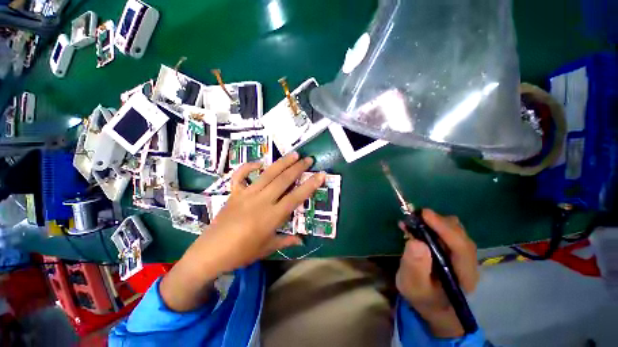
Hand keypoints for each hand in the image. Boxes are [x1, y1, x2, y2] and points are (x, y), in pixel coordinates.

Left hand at [160, 152, 325, 310]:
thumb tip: (301, 240)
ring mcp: (247, 194)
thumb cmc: (241, 253)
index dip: (310, 185)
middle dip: (298, 168)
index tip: (321, 175)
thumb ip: (286, 240)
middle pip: (283, 180)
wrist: (210, 253)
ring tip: (293, 154)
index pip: (296, 197)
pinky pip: (240, 176)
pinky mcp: (234, 193)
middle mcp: (262, 201)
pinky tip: (258, 163)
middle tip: (308, 159)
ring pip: (268, 174)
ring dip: (282, 163)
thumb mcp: (267, 248)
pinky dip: (248, 167)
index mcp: (272, 216)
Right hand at [396, 209, 478, 337]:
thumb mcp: (413, 285)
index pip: (461, 247)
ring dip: (433, 221)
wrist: (431, 302)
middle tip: (414, 216)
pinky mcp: (452, 248)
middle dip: (437, 222)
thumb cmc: (422, 296)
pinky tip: (415, 224)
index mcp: (464, 275)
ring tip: (413, 220)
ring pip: (453, 229)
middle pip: (459, 234)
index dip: (444, 228)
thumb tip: (416, 242)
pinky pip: (444, 230)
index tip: (425, 214)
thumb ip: (415, 267)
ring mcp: (461, 253)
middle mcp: (468, 261)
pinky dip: (430, 223)